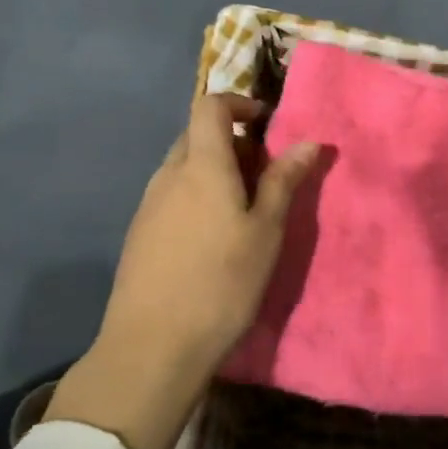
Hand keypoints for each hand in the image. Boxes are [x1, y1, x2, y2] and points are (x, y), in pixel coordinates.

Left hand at [45, 95, 319, 448]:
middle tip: (264, 176)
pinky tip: (211, 240)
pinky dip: (196, 197)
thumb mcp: (265, 231)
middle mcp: (168, 175)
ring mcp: (148, 205)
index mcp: (200, 165)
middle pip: (196, 136)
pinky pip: (171, 196)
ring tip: (243, 212)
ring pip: (183, 168)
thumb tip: (309, 141)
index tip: (267, 125)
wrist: (153, 344)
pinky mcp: (139, 234)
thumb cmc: (221, 282)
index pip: (210, 105)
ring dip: (214, 173)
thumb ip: (283, 181)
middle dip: (232, 143)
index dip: (239, 103)